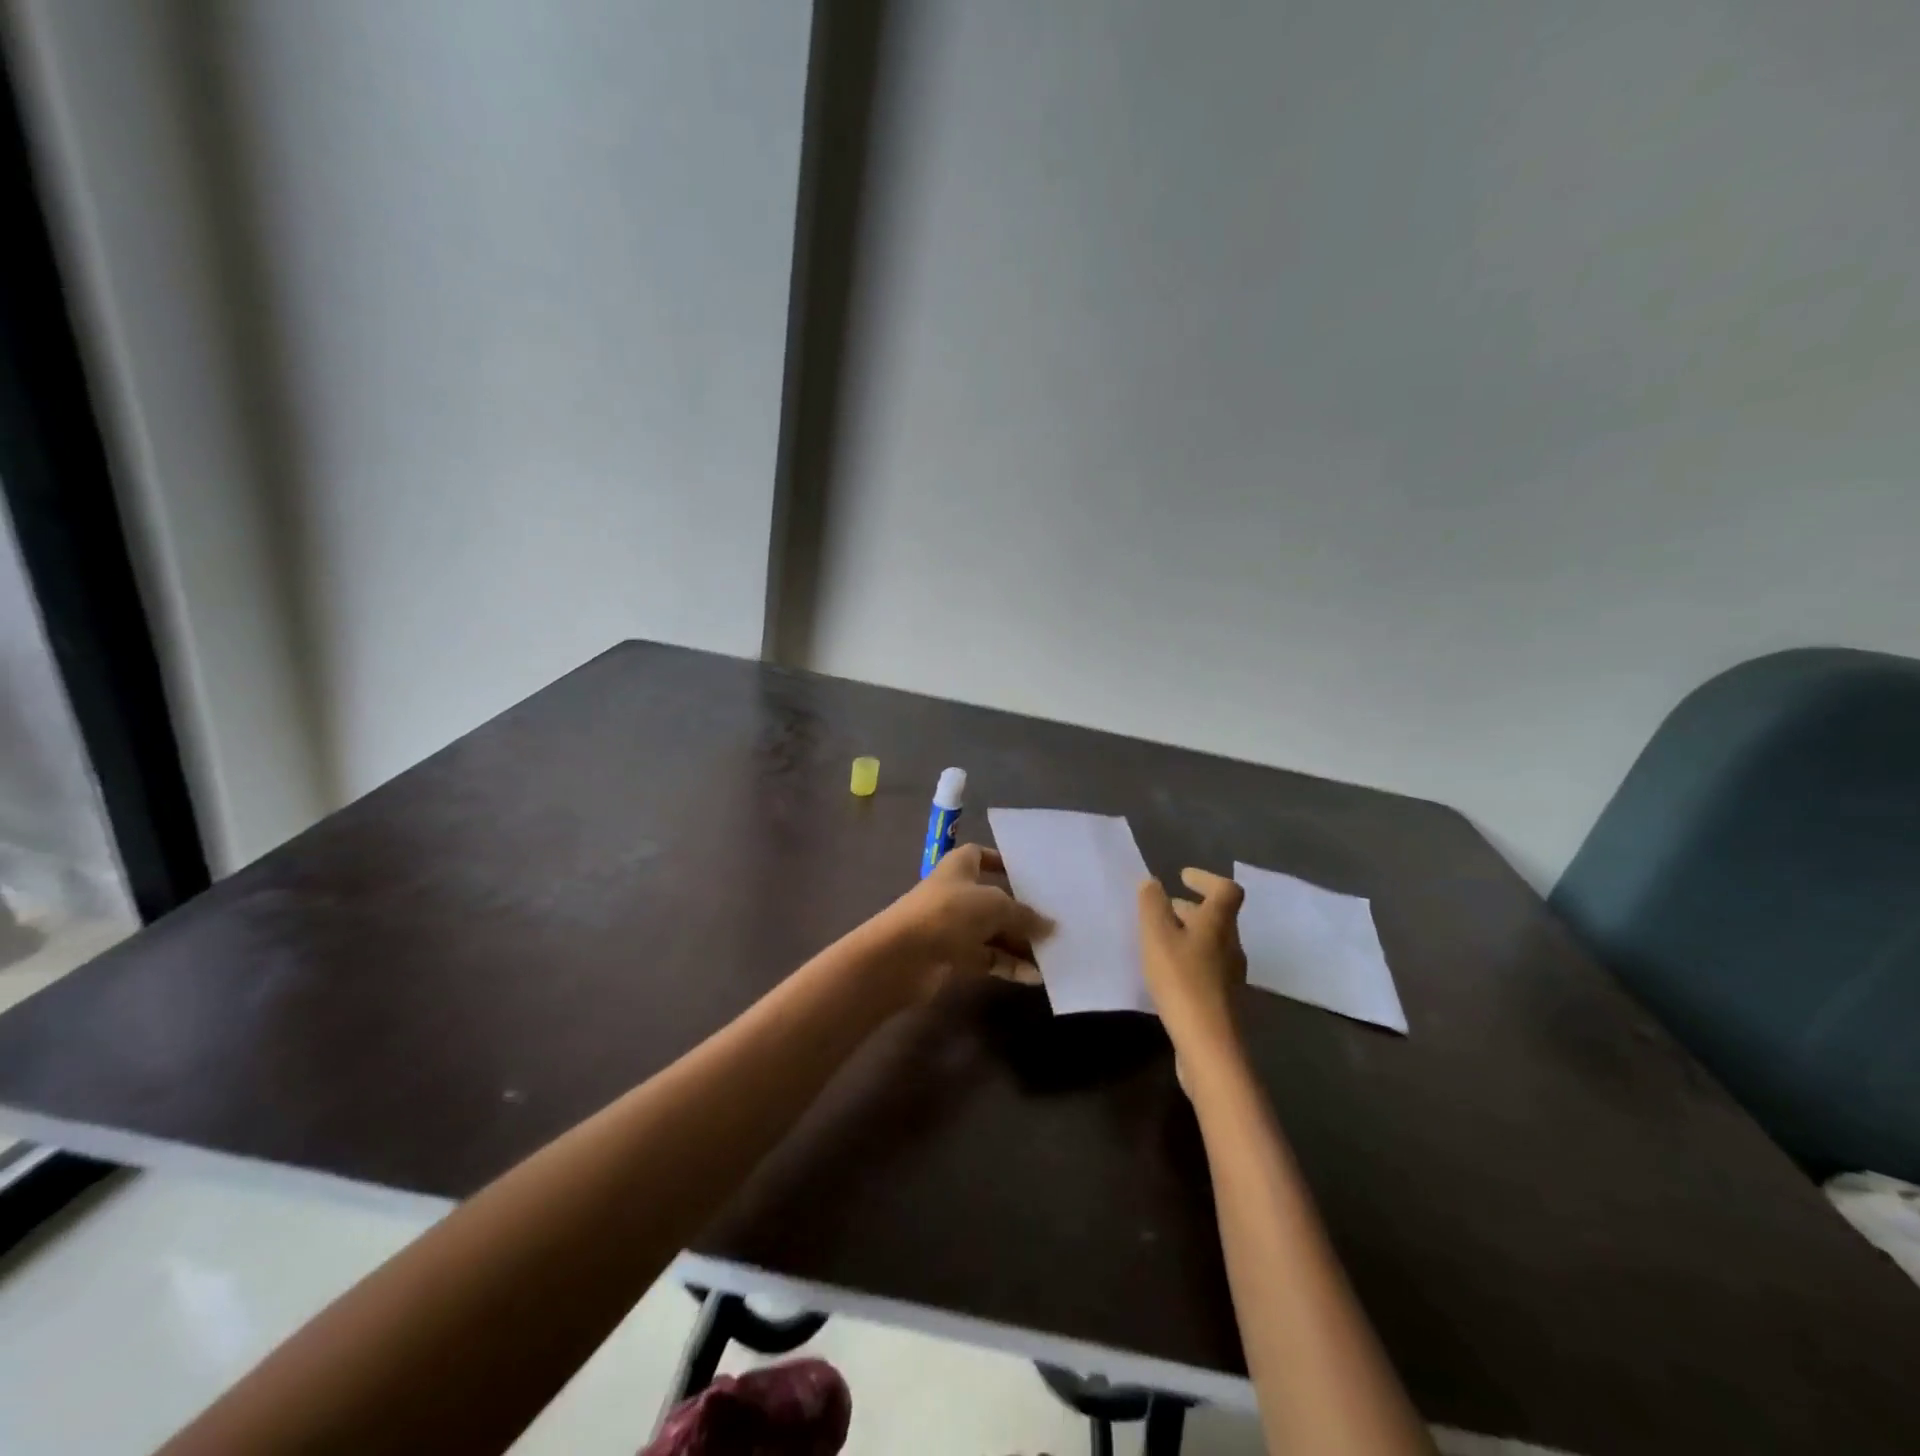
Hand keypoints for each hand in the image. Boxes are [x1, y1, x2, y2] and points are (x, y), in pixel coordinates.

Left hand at [873, 843, 1049, 1001]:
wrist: (903, 956)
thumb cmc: (949, 913)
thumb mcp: (995, 906)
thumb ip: (1024, 915)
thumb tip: (1050, 926)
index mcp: (959, 866)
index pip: (981, 855)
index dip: (1001, 861)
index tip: (1029, 873)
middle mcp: (956, 893)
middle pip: (994, 898)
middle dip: (1021, 910)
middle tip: (1055, 920)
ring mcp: (954, 926)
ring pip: (993, 932)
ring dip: (1019, 943)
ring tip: (1053, 952)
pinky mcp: (953, 957)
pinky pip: (988, 958)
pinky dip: (1009, 966)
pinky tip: (1035, 976)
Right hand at [1139, 868, 1246, 1057]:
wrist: (1209, 1045)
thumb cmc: (1182, 981)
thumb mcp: (1157, 936)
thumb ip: (1152, 905)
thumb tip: (1152, 882)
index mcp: (1219, 924)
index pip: (1226, 890)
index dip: (1206, 878)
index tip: (1182, 876)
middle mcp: (1232, 946)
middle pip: (1218, 917)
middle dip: (1191, 908)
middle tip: (1163, 907)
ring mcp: (1231, 975)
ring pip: (1211, 943)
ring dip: (1188, 934)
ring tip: (1158, 938)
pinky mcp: (1223, 1000)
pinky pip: (1207, 967)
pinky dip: (1188, 958)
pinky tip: (1166, 972)